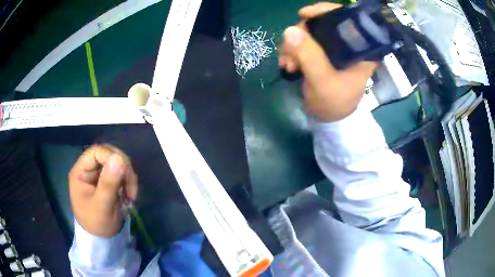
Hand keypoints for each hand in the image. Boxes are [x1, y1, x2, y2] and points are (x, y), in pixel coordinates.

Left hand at [69, 144, 137, 237]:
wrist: (100, 238)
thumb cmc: (97, 224)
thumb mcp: (102, 206)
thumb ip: (108, 183)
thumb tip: (120, 158)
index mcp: (80, 172)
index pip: (96, 152)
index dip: (112, 157)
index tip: (125, 175)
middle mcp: (88, 169)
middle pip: (108, 154)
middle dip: (123, 168)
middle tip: (131, 188)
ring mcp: (97, 174)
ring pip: (117, 162)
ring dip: (127, 176)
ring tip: (131, 195)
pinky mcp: (106, 180)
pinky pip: (120, 172)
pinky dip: (128, 181)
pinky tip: (129, 195)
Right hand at [278, 2, 376, 121]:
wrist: (329, 119)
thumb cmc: (334, 103)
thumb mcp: (323, 81)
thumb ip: (309, 56)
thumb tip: (289, 30)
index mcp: (359, 49)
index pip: (346, 19)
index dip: (325, 11)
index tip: (303, 14)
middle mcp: (347, 44)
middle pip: (322, 24)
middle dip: (302, 34)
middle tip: (290, 52)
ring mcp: (333, 49)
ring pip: (309, 33)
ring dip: (293, 45)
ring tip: (287, 64)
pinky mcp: (321, 54)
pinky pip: (303, 43)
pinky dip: (292, 51)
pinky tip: (287, 64)